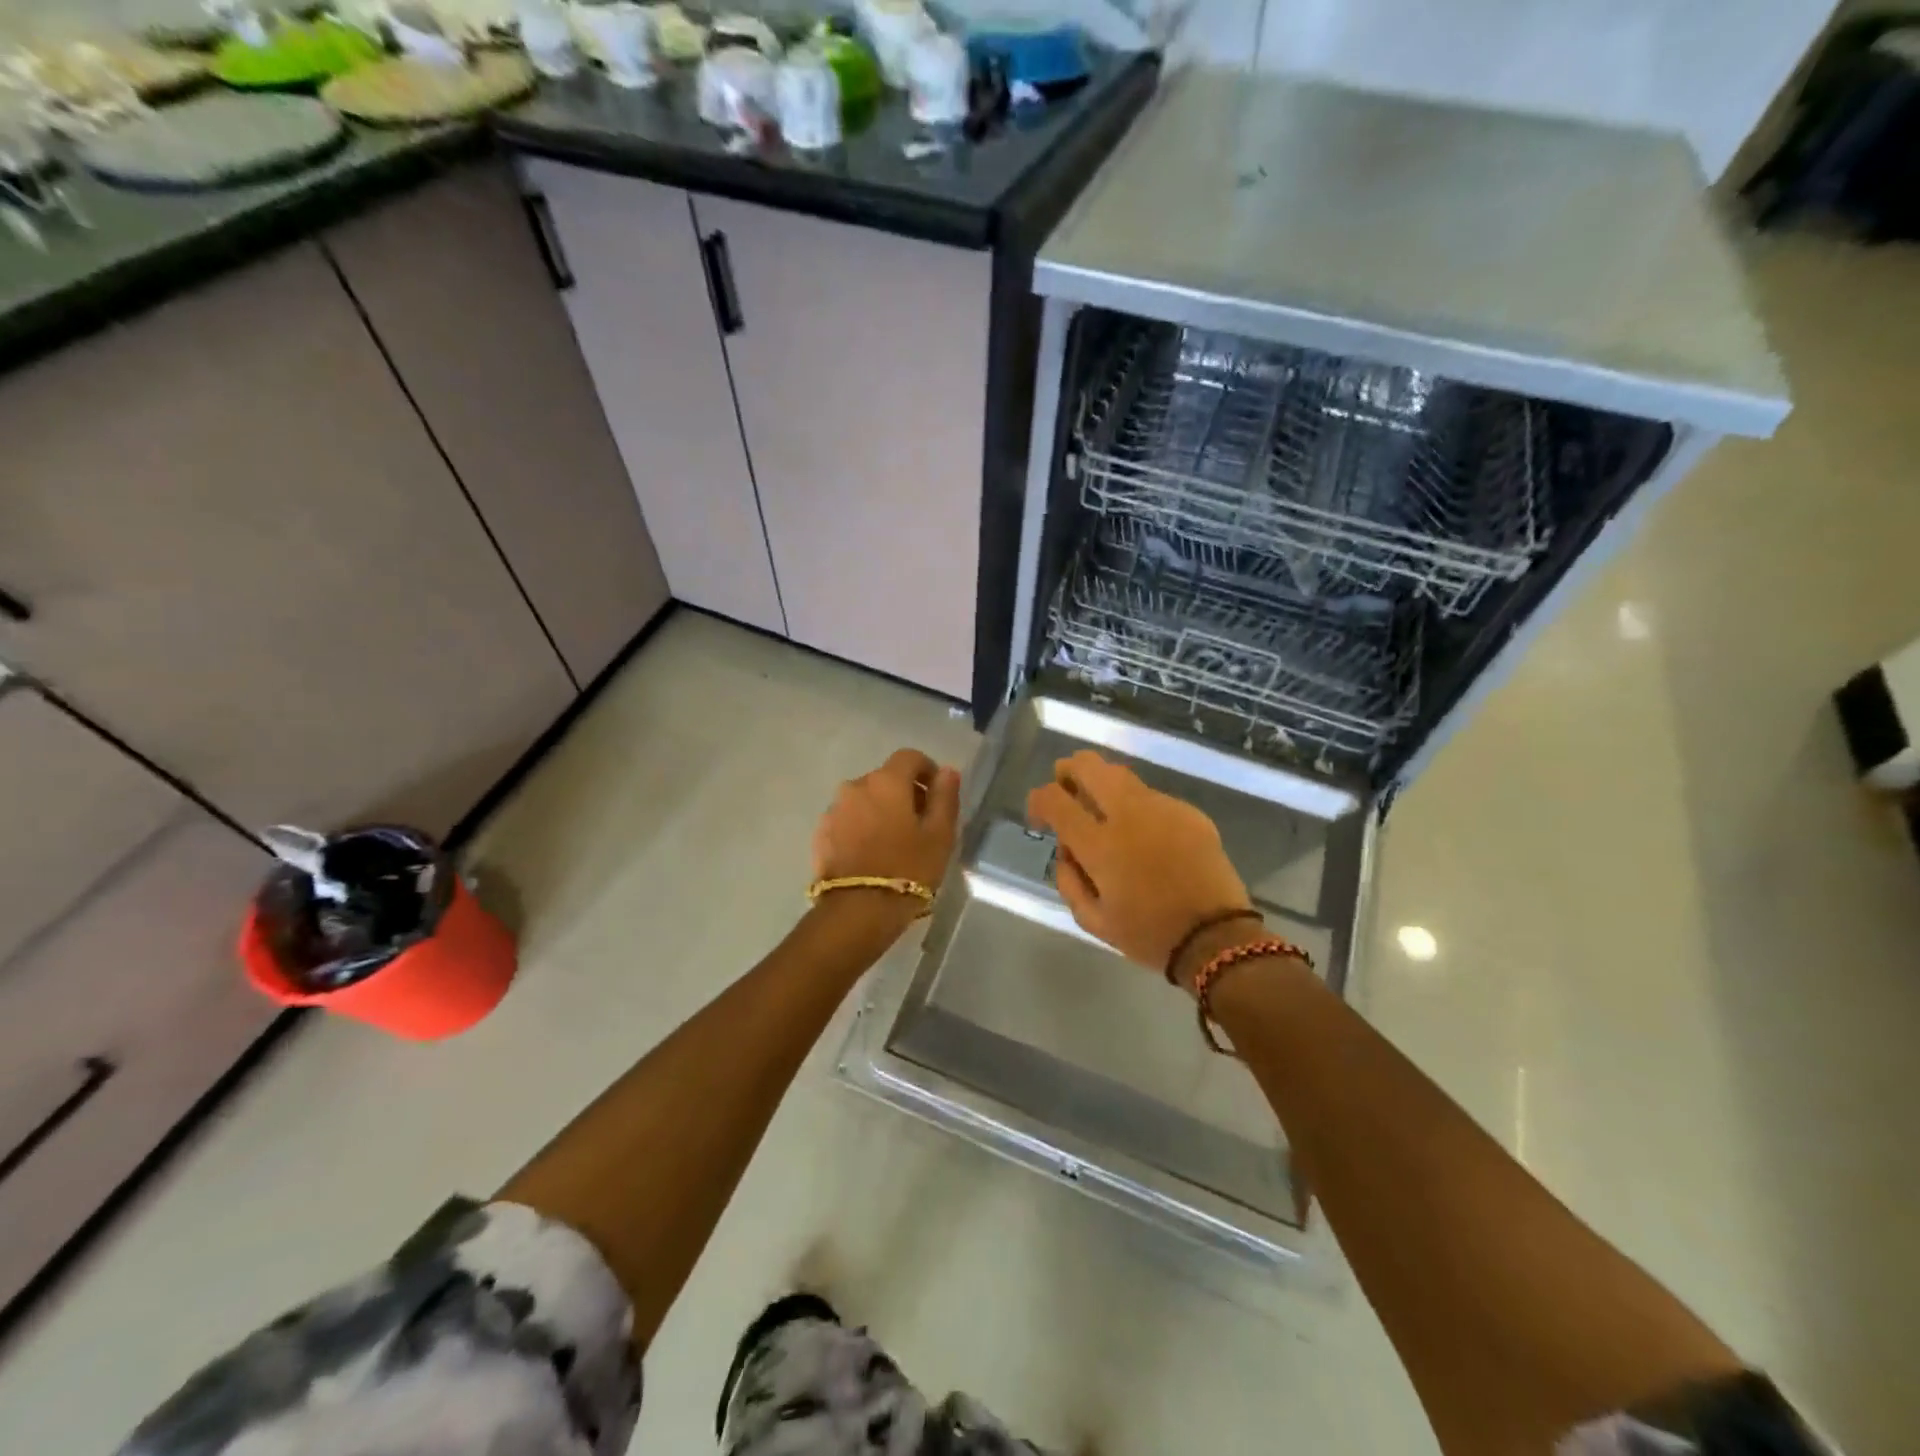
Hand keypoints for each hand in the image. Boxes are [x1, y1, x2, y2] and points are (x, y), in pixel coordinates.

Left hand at [812, 748, 961, 899]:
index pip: (909, 757)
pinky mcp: (821, 834)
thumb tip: (947, 772)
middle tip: (920, 825)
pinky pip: (847, 820)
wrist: (857, 911)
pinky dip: (861, 828)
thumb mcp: (939, 835)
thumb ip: (945, 797)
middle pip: (885, 779)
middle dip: (904, 794)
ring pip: (865, 800)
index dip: (927, 770)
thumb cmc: (908, 869)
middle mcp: (855, 786)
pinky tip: (871, 855)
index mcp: (886, 781)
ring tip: (894, 844)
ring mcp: (834, 810)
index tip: (937, 794)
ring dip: (880, 811)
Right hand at [1026, 750, 1252, 982]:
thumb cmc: (1148, 934)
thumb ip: (1068, 880)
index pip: (1055, 798)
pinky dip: (1136, 807)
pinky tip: (1144, 835)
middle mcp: (1128, 814)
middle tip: (1066, 790)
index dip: (1038, 800)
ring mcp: (1162, 807)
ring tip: (1103, 810)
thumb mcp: (1092, 921)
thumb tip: (1066, 848)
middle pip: (1089, 765)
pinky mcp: (1188, 811)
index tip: (1039, 816)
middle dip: (1069, 771)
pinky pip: (1151, 796)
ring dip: (1102, 784)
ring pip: (1121, 774)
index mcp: (1100, 844)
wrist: (1216, 938)